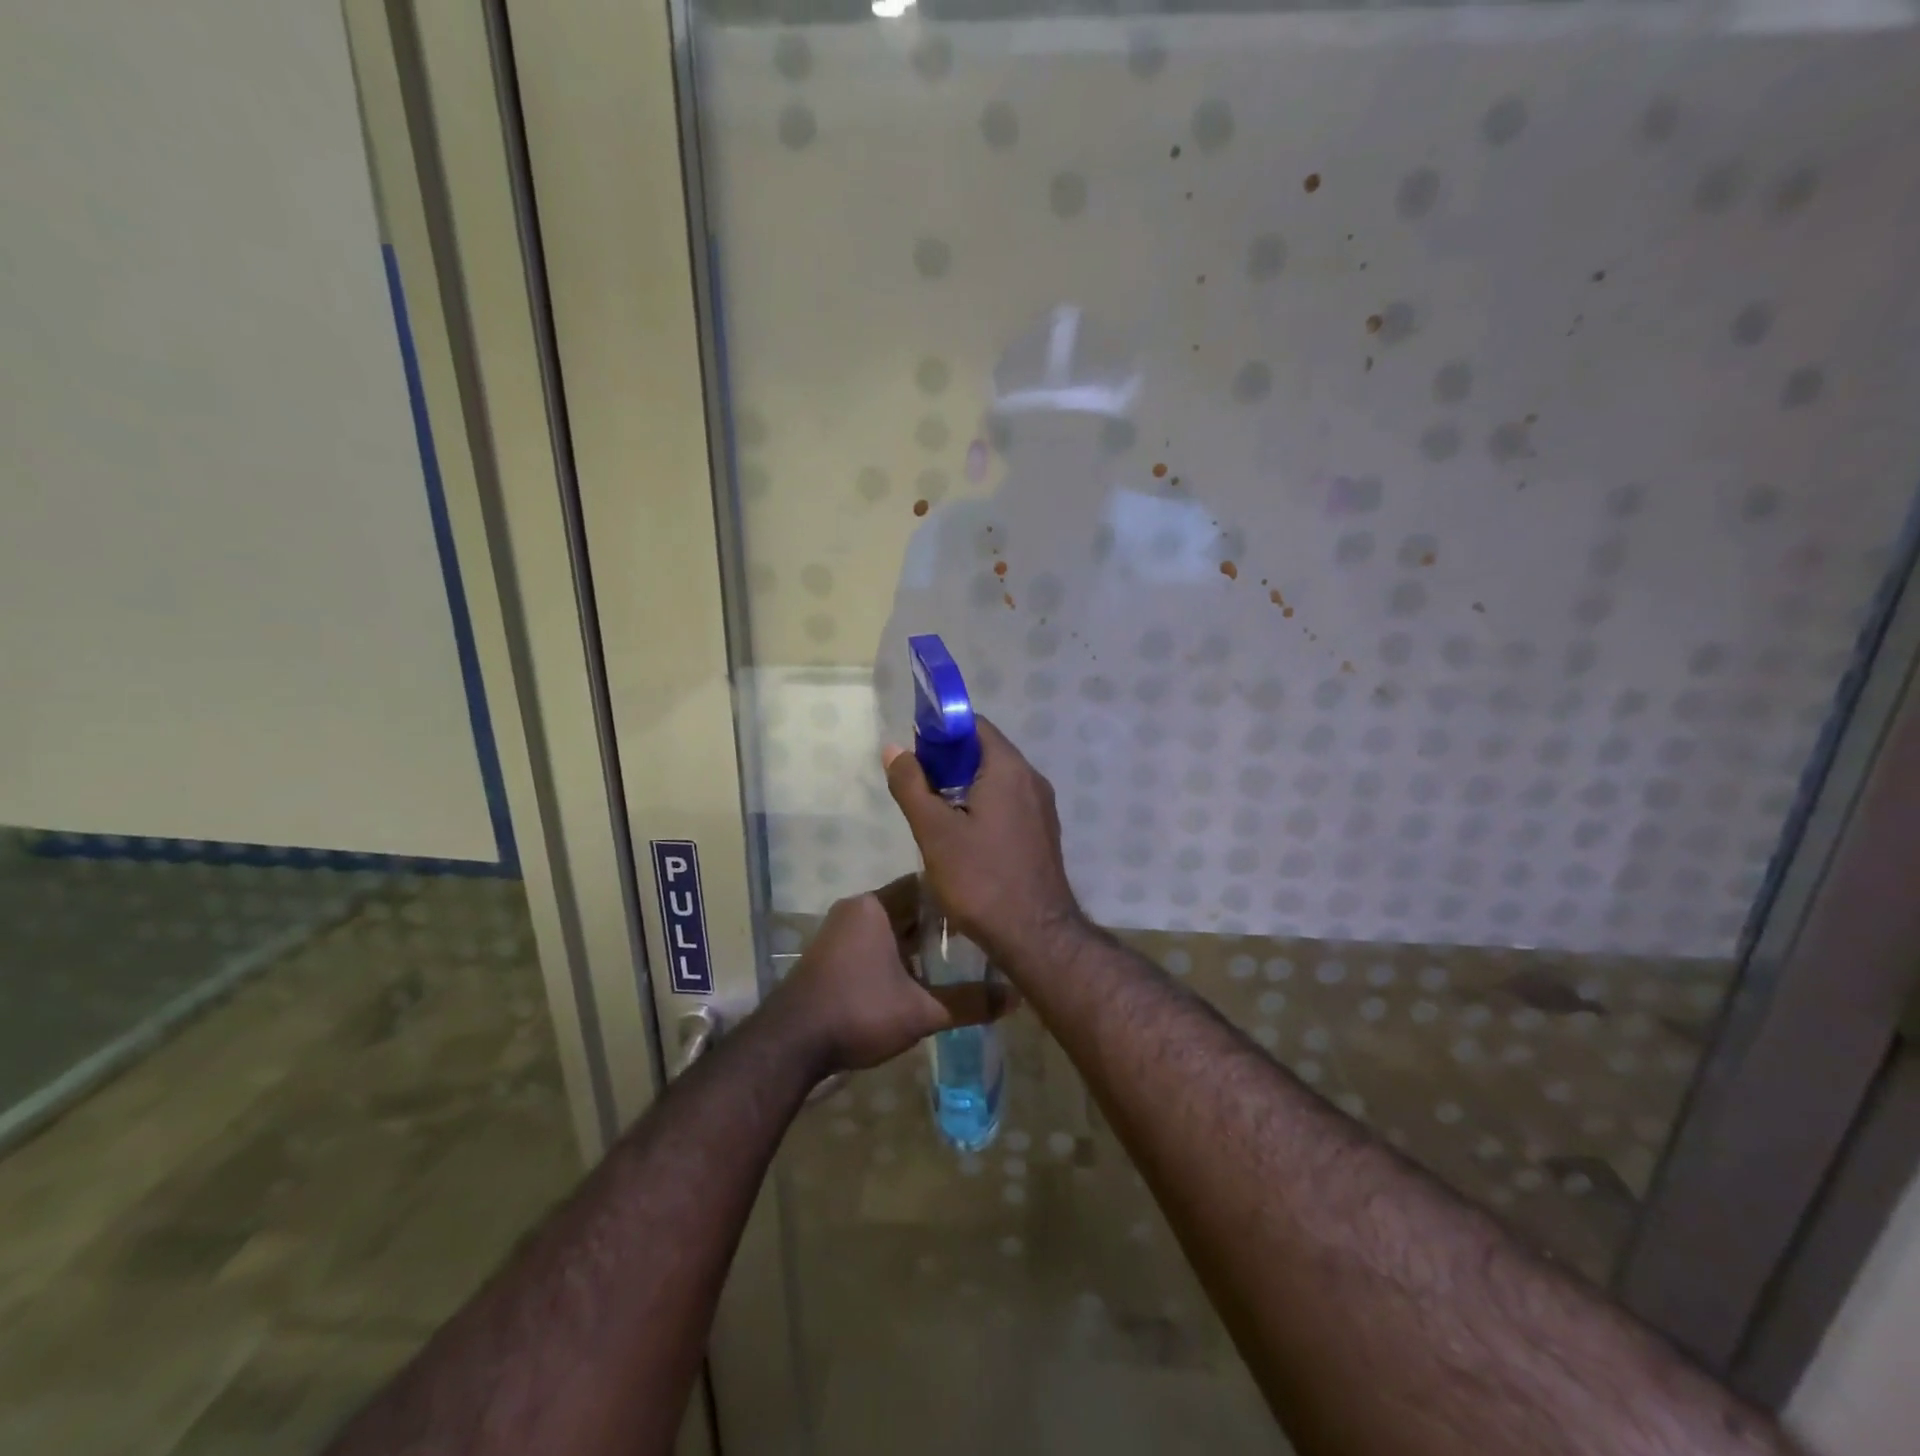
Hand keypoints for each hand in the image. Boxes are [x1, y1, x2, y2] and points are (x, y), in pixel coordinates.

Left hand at [766, 876, 1012, 1076]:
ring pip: (890, 928)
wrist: (789, 1046)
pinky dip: (896, 955)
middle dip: (939, 926)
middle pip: (908, 908)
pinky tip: (918, 977)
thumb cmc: (858, 1012)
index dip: (956, 898)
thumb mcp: (920, 1011)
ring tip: (954, 960)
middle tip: (977, 940)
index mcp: (875, 906)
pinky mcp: (829, 955)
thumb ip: (968, 1002)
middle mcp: (855, 909)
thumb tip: (1015, 998)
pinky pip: (873, 943)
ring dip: (917, 944)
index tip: (984, 912)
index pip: (925, 886)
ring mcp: (838, 932)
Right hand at [883, 717, 1087, 974]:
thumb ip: (911, 785)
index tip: (915, 751)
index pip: (974, 725)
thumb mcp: (934, 832)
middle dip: (949, 760)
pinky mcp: (1042, 832)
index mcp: (1009, 769)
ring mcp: (1042, 807)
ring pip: (997, 780)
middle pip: (986, 751)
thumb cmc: (981, 879)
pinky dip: (983, 805)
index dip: (941, 731)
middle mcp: (1032, 779)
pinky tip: (962, 834)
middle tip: (918, 784)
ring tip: (934, 811)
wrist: (1035, 935)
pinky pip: (1009, 803)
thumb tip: (894, 748)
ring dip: (965, 785)